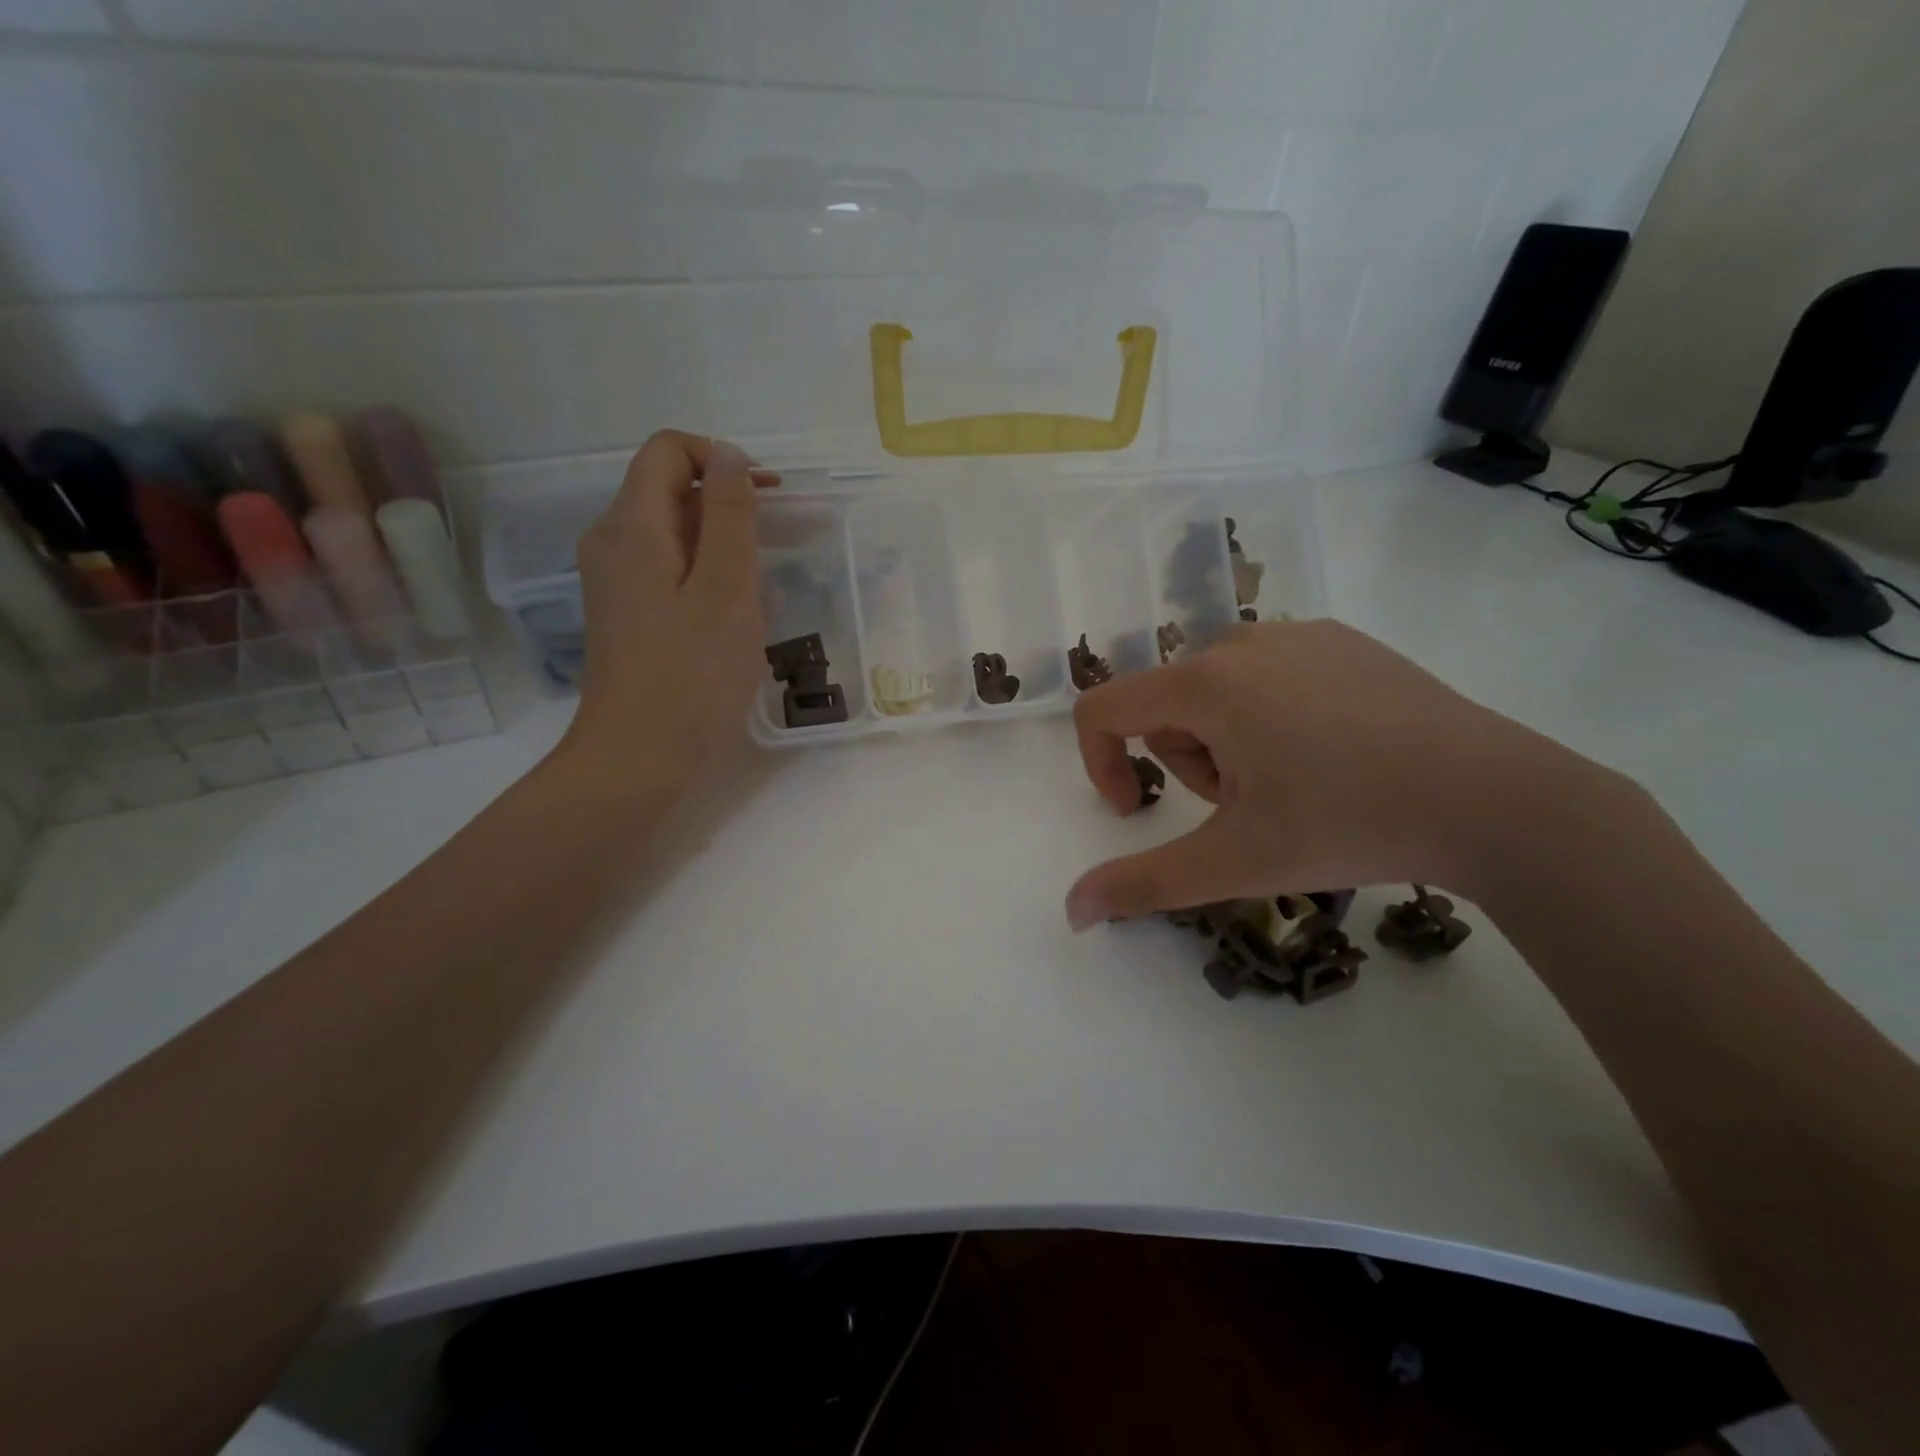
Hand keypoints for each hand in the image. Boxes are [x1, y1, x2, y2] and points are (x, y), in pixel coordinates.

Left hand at [557, 430, 777, 788]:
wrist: (639, 756)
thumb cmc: (693, 673)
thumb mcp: (727, 587)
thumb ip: (730, 514)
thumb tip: (729, 455)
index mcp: (632, 525)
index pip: (668, 449)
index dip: (721, 459)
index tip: (766, 499)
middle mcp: (612, 541)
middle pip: (668, 488)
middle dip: (725, 503)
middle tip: (774, 548)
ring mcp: (614, 580)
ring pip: (671, 532)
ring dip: (719, 543)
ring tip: (757, 589)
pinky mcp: (625, 612)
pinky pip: (667, 568)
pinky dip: (703, 573)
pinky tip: (730, 615)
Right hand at [1065, 620, 1606, 927]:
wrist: (1494, 798)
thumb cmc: (1347, 823)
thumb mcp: (1235, 862)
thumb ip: (1142, 884)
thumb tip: (1072, 911)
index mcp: (1205, 684)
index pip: (1104, 708)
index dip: (1101, 763)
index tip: (1136, 812)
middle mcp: (1241, 643)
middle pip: (1166, 705)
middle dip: (1185, 762)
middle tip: (1247, 807)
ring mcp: (1298, 635)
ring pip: (1216, 691)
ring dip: (1226, 742)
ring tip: (1291, 784)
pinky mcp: (1343, 640)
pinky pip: (1268, 674)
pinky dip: (1270, 715)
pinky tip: (1329, 754)